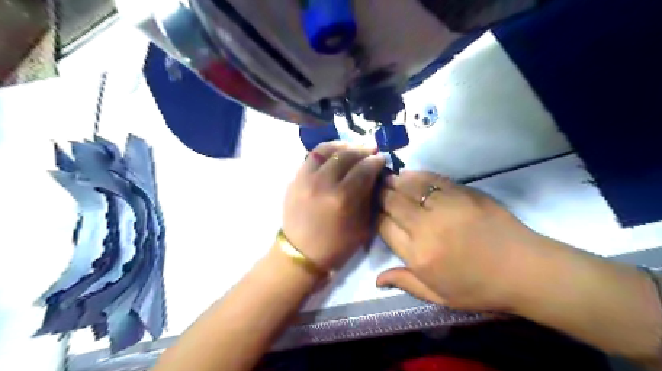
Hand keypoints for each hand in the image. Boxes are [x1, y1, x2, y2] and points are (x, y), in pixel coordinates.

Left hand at [282, 141, 385, 272]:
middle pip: (346, 155)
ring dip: (343, 145)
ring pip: (326, 150)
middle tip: (371, 149)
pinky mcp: (295, 178)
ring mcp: (305, 178)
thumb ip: (368, 197)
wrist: (300, 253)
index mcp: (342, 198)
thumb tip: (373, 176)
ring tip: (353, 146)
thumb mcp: (362, 226)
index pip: (363, 169)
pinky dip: (326, 150)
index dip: (375, 161)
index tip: (381, 158)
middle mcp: (323, 183)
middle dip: (362, 149)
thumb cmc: (336, 245)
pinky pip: (311, 156)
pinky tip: (334, 152)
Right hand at [378, 170, 553, 309]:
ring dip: (395, 181)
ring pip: (409, 186)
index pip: (384, 227)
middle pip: (392, 202)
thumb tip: (376, 279)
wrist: (526, 270)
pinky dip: (417, 175)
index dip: (376, 217)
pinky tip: (410, 174)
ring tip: (387, 179)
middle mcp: (426, 227)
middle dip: (380, 195)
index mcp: (418, 255)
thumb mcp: (440, 297)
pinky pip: (432, 179)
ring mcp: (446, 206)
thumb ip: (405, 283)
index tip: (376, 213)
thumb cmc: (480, 288)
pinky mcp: (463, 193)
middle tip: (375, 190)